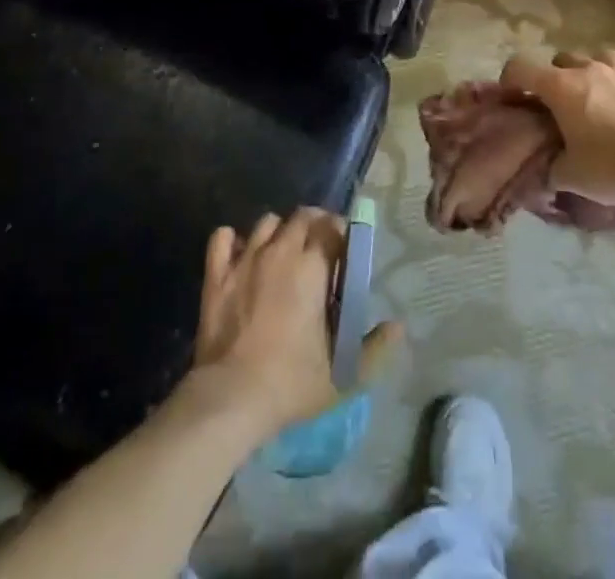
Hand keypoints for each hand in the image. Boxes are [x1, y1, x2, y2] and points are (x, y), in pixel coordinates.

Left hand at [192, 208, 397, 435]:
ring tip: (284, 252)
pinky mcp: (217, 274)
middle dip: (314, 224)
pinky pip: (223, 237)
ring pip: (266, 222)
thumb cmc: (291, 382)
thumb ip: (374, 348)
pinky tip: (241, 255)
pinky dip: (233, 240)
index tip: (345, 249)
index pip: (331, 226)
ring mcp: (244, 259)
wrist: (231, 397)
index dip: (341, 232)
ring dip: (279, 230)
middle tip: (320, 248)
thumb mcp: (344, 374)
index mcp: (311, 267)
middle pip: (301, 217)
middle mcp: (279, 251)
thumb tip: (398, 326)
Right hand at [499, 50, 614, 208]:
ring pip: (593, 57)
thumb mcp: (570, 176)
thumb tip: (546, 169)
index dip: (509, 79)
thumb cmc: (611, 167)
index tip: (509, 97)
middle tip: (555, 105)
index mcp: (560, 86)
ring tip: (590, 98)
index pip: (521, 67)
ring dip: (586, 72)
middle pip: (559, 59)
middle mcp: (586, 70)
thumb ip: (551, 167)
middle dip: (552, 78)